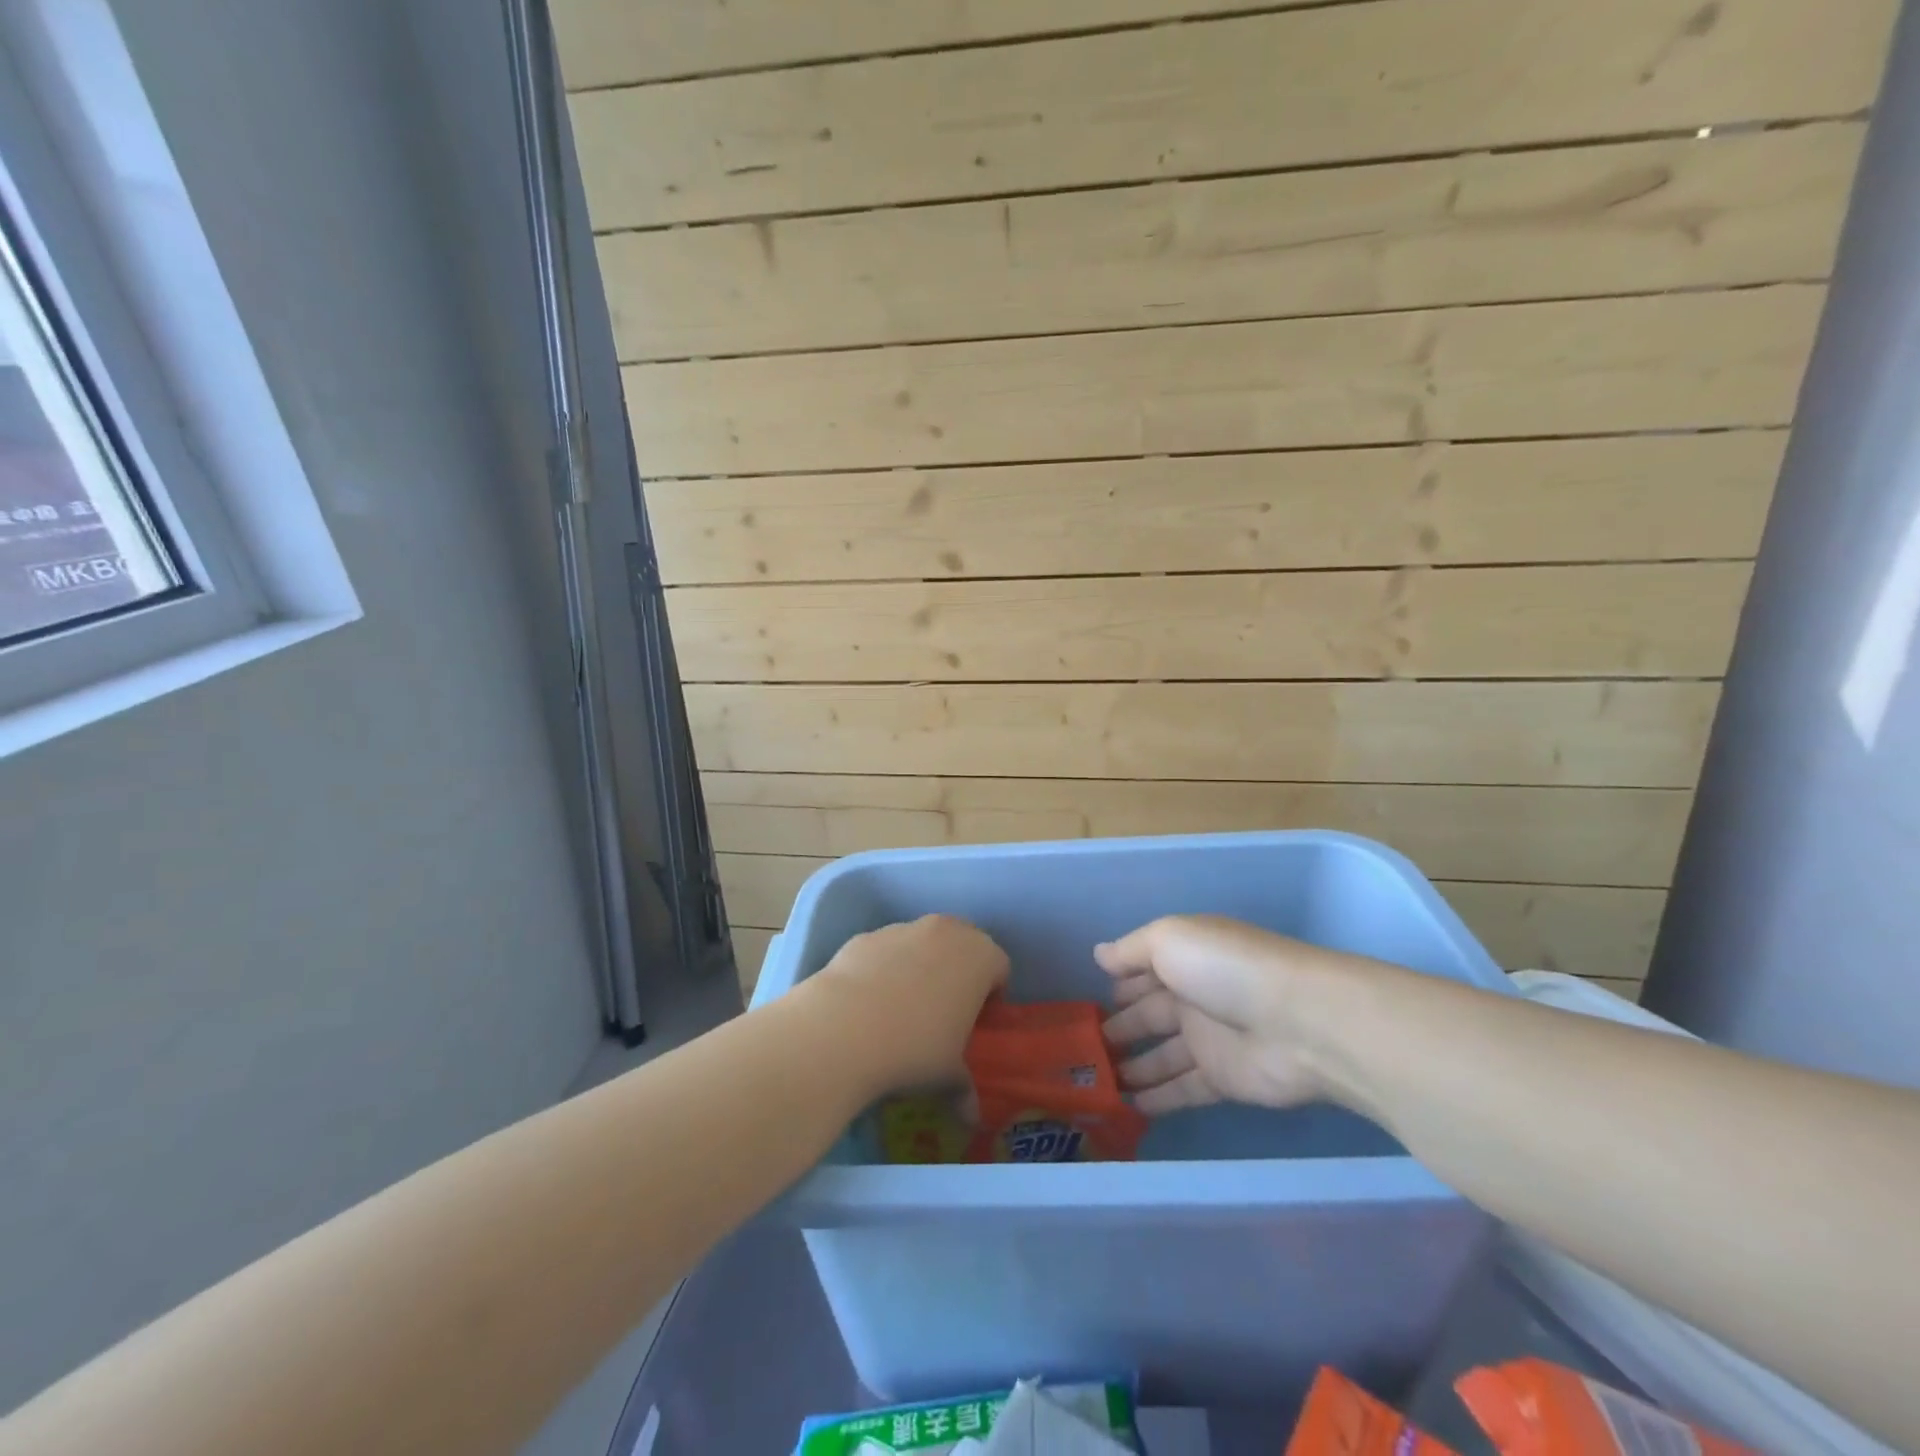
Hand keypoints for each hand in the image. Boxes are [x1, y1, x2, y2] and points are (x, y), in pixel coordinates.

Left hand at [806, 914, 1009, 1094]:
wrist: (843, 1028)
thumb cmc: (915, 1049)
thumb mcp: (948, 1077)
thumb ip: (964, 1090)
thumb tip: (970, 1117)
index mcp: (980, 957)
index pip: (999, 967)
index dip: (991, 995)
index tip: (976, 1022)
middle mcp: (946, 932)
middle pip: (963, 944)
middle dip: (959, 971)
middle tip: (945, 1011)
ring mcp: (903, 928)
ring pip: (922, 942)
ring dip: (921, 965)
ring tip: (902, 1008)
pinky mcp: (866, 935)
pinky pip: (886, 949)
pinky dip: (884, 967)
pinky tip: (869, 1001)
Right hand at [1097, 915, 1389, 1114]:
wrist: (1298, 1021)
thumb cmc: (1225, 969)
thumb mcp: (1169, 939)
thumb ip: (1131, 949)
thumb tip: (1098, 955)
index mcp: (1184, 957)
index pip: (1143, 969)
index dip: (1119, 983)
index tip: (1089, 1001)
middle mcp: (1195, 995)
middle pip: (1150, 1012)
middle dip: (1120, 1026)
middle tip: (1084, 1047)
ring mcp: (1210, 1039)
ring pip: (1163, 1054)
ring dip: (1134, 1065)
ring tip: (1098, 1080)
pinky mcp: (1223, 1080)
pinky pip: (1182, 1088)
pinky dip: (1157, 1097)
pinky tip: (1128, 1105)